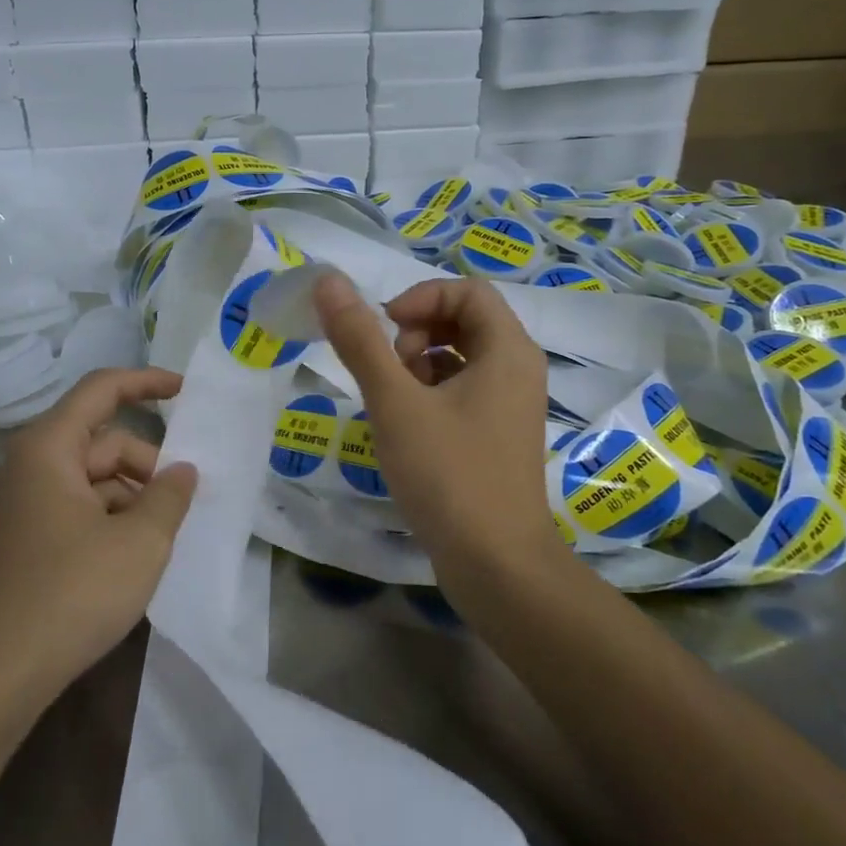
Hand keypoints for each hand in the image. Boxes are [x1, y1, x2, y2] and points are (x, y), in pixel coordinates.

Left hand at [0, 368, 198, 705]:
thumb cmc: (72, 594)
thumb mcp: (140, 542)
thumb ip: (169, 495)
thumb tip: (183, 471)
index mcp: (47, 449)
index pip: (101, 390)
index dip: (146, 382)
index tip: (186, 391)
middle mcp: (28, 467)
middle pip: (101, 441)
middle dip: (148, 462)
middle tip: (185, 499)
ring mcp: (22, 505)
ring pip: (92, 478)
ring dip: (133, 495)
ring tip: (164, 535)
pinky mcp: (24, 539)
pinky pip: (77, 507)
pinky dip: (112, 518)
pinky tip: (135, 555)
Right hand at [314, 274, 560, 583]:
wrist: (497, 565)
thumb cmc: (448, 475)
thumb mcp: (395, 402)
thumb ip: (359, 339)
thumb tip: (327, 279)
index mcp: (508, 350)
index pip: (465, 290)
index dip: (419, 299)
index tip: (385, 331)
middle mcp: (519, 369)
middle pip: (464, 320)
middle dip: (418, 333)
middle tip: (391, 371)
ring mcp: (512, 404)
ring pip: (461, 356)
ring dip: (421, 363)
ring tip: (397, 403)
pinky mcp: (500, 433)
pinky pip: (465, 389)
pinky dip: (433, 393)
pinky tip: (410, 428)